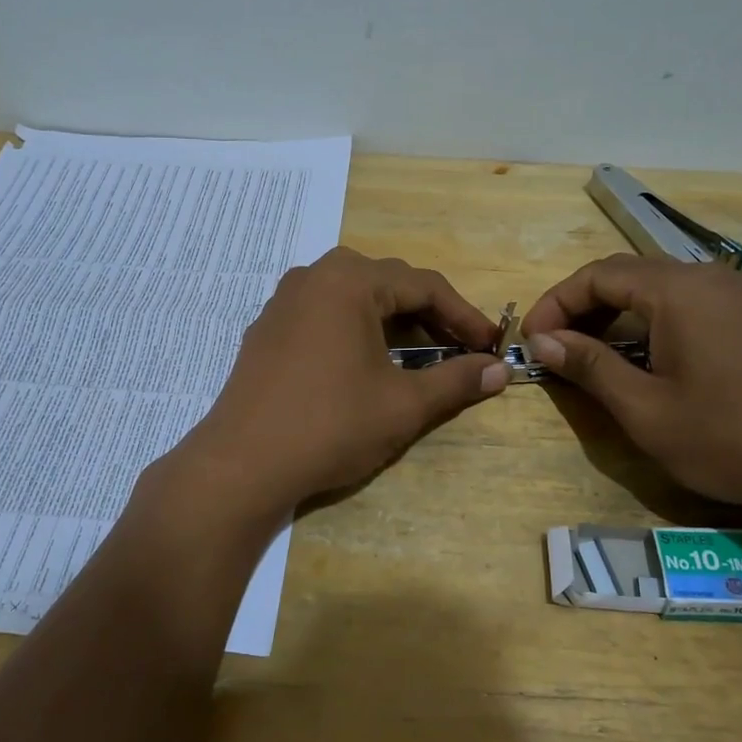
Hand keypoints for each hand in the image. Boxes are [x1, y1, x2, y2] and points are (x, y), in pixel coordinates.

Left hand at [179, 248, 507, 508]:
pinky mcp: (267, 328)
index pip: (424, 286)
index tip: (491, 345)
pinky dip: (356, 329)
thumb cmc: (330, 426)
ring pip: (354, 297)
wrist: (241, 464)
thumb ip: (456, 381)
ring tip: (418, 355)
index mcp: (349, 281)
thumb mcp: (403, 405)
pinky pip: (324, 313)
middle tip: (459, 350)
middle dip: (429, 316)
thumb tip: (500, 371)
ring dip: (392, 321)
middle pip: (388, 284)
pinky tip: (365, 363)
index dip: (464, 316)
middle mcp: (314, 276)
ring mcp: (284, 301)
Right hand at [521, 255, 741, 513]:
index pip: (596, 276)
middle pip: (624, 275)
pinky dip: (644, 321)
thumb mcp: (643, 408)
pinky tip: (634, 356)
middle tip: (553, 347)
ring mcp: (731, 295)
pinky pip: (680, 303)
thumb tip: (542, 341)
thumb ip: (588, 365)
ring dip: (611, 314)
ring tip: (585, 354)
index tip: (532, 341)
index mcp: (678, 290)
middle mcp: (705, 278)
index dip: (555, 304)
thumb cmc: (725, 438)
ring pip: (652, 288)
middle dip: (580, 307)